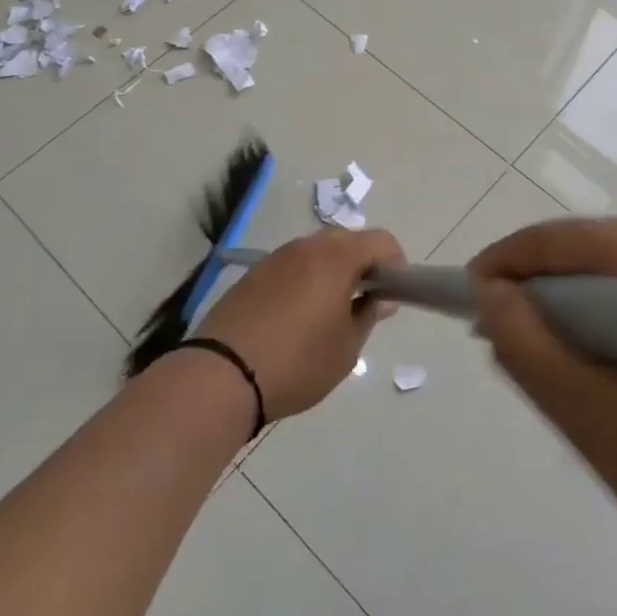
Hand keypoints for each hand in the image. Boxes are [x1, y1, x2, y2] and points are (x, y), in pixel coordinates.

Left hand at [202, 228, 403, 418]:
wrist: (221, 375)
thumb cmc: (297, 362)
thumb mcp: (345, 348)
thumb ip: (368, 315)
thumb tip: (380, 298)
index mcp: (335, 258)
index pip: (380, 240)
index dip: (395, 263)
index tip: (393, 293)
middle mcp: (306, 247)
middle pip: (347, 241)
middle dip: (363, 264)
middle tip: (364, 302)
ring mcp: (276, 258)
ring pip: (317, 252)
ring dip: (332, 271)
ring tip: (329, 312)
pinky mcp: (252, 274)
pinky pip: (292, 266)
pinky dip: (305, 280)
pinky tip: (296, 317)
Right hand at [470, 217, 616, 579]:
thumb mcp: (594, 415)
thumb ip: (528, 347)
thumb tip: (491, 297)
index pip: (564, 238)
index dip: (506, 263)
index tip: (467, 298)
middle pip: (596, 252)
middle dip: (542, 288)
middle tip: (504, 335)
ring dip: (580, 307)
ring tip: (550, 356)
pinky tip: (610, 368)